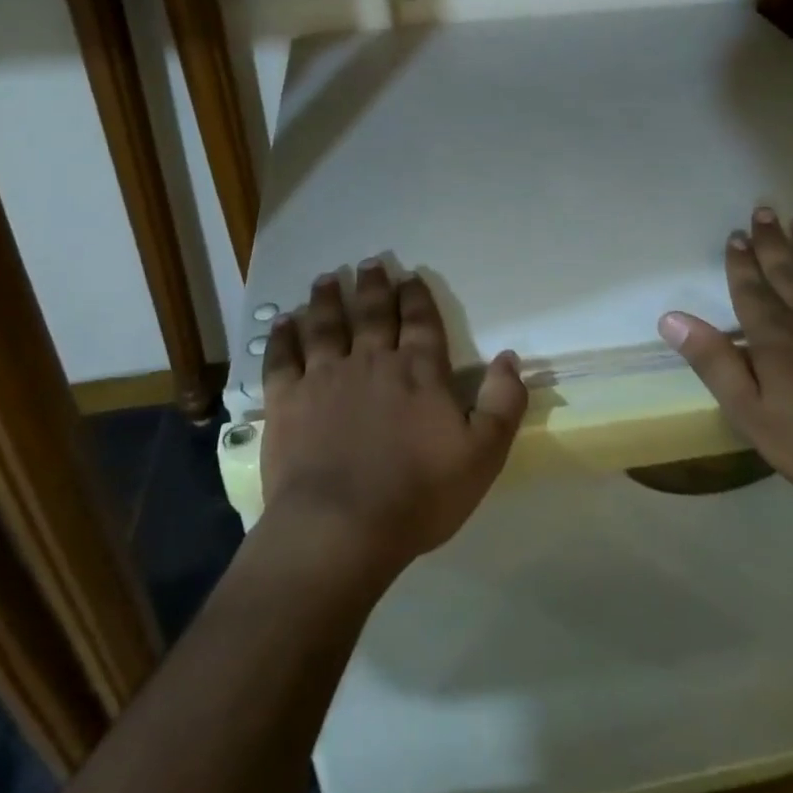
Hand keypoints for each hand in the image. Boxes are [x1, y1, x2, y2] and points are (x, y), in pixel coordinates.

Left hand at [259, 264, 526, 580]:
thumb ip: (503, 402)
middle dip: (372, 286)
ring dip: (327, 300)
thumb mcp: (483, 455)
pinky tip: (283, 322)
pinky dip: (282, 337)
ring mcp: (324, 377)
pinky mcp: (286, 401)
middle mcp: (371, 361)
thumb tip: (510, 357)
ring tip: (326, 279)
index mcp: (417, 371)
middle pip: (372, 313)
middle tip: (369, 263)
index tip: (409, 276)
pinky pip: (282, 359)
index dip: (416, 296)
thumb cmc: (418, 495)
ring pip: (326, 325)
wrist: (341, 529)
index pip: (420, 321)